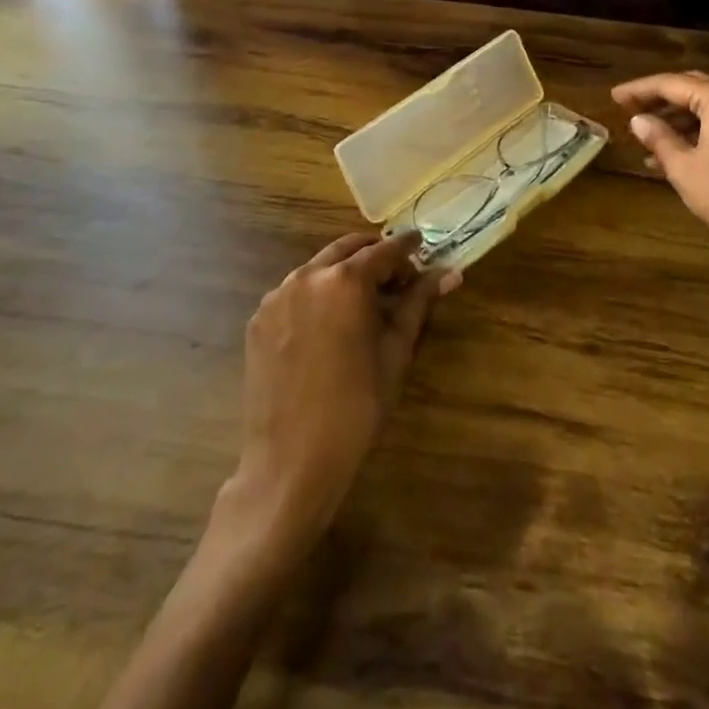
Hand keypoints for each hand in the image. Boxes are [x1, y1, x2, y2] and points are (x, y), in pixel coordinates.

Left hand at [226, 230, 458, 551]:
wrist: (291, 463)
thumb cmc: (356, 408)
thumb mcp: (395, 353)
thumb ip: (418, 304)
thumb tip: (450, 273)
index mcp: (345, 281)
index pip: (384, 250)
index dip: (407, 248)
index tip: (422, 246)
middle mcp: (307, 276)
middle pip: (347, 249)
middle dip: (374, 256)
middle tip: (397, 277)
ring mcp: (277, 296)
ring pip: (318, 268)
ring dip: (344, 273)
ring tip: (364, 303)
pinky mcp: (258, 319)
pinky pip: (294, 292)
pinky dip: (317, 295)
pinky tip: (329, 325)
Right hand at [612, 70, 708, 285]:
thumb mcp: (682, 166)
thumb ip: (658, 137)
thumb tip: (637, 119)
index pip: (671, 84)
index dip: (639, 89)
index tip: (614, 96)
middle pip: (687, 88)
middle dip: (655, 97)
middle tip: (626, 106)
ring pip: (698, 108)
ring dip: (669, 117)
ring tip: (640, 132)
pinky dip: (685, 133)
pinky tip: (661, 155)